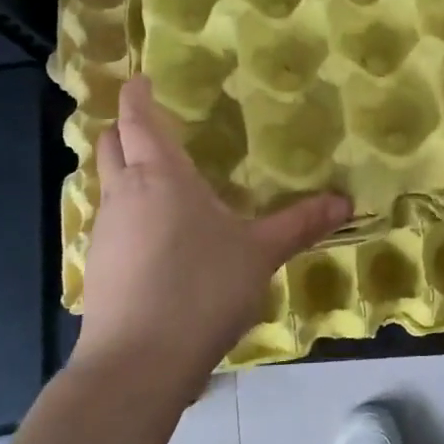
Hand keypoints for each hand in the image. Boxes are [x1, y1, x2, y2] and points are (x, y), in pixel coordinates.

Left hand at [74, 77, 350, 386]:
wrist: (137, 365)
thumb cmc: (201, 288)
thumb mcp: (260, 253)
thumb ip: (300, 224)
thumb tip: (346, 202)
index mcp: (161, 175)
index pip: (139, 119)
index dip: (137, 94)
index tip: (141, 78)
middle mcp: (125, 194)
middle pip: (111, 145)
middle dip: (125, 128)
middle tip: (151, 123)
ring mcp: (104, 233)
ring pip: (107, 184)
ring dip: (124, 170)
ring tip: (158, 178)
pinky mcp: (98, 268)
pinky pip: (109, 222)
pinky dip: (126, 211)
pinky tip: (155, 236)